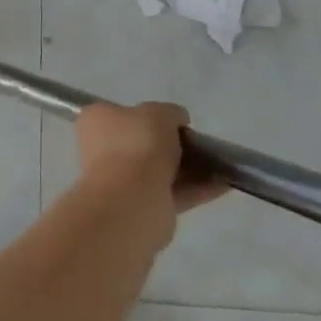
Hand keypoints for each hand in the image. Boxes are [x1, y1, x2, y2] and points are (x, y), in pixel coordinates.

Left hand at [75, 101, 230, 244]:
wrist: (131, 200)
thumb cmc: (137, 145)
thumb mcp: (158, 113)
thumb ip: (170, 113)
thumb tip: (177, 119)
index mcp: (97, 120)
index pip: (122, 113)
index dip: (150, 116)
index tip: (176, 123)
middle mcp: (103, 149)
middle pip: (143, 143)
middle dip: (173, 145)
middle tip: (200, 144)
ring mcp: (121, 180)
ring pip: (160, 170)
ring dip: (190, 168)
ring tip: (221, 165)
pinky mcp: (142, 207)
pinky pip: (173, 193)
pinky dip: (197, 189)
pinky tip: (223, 184)